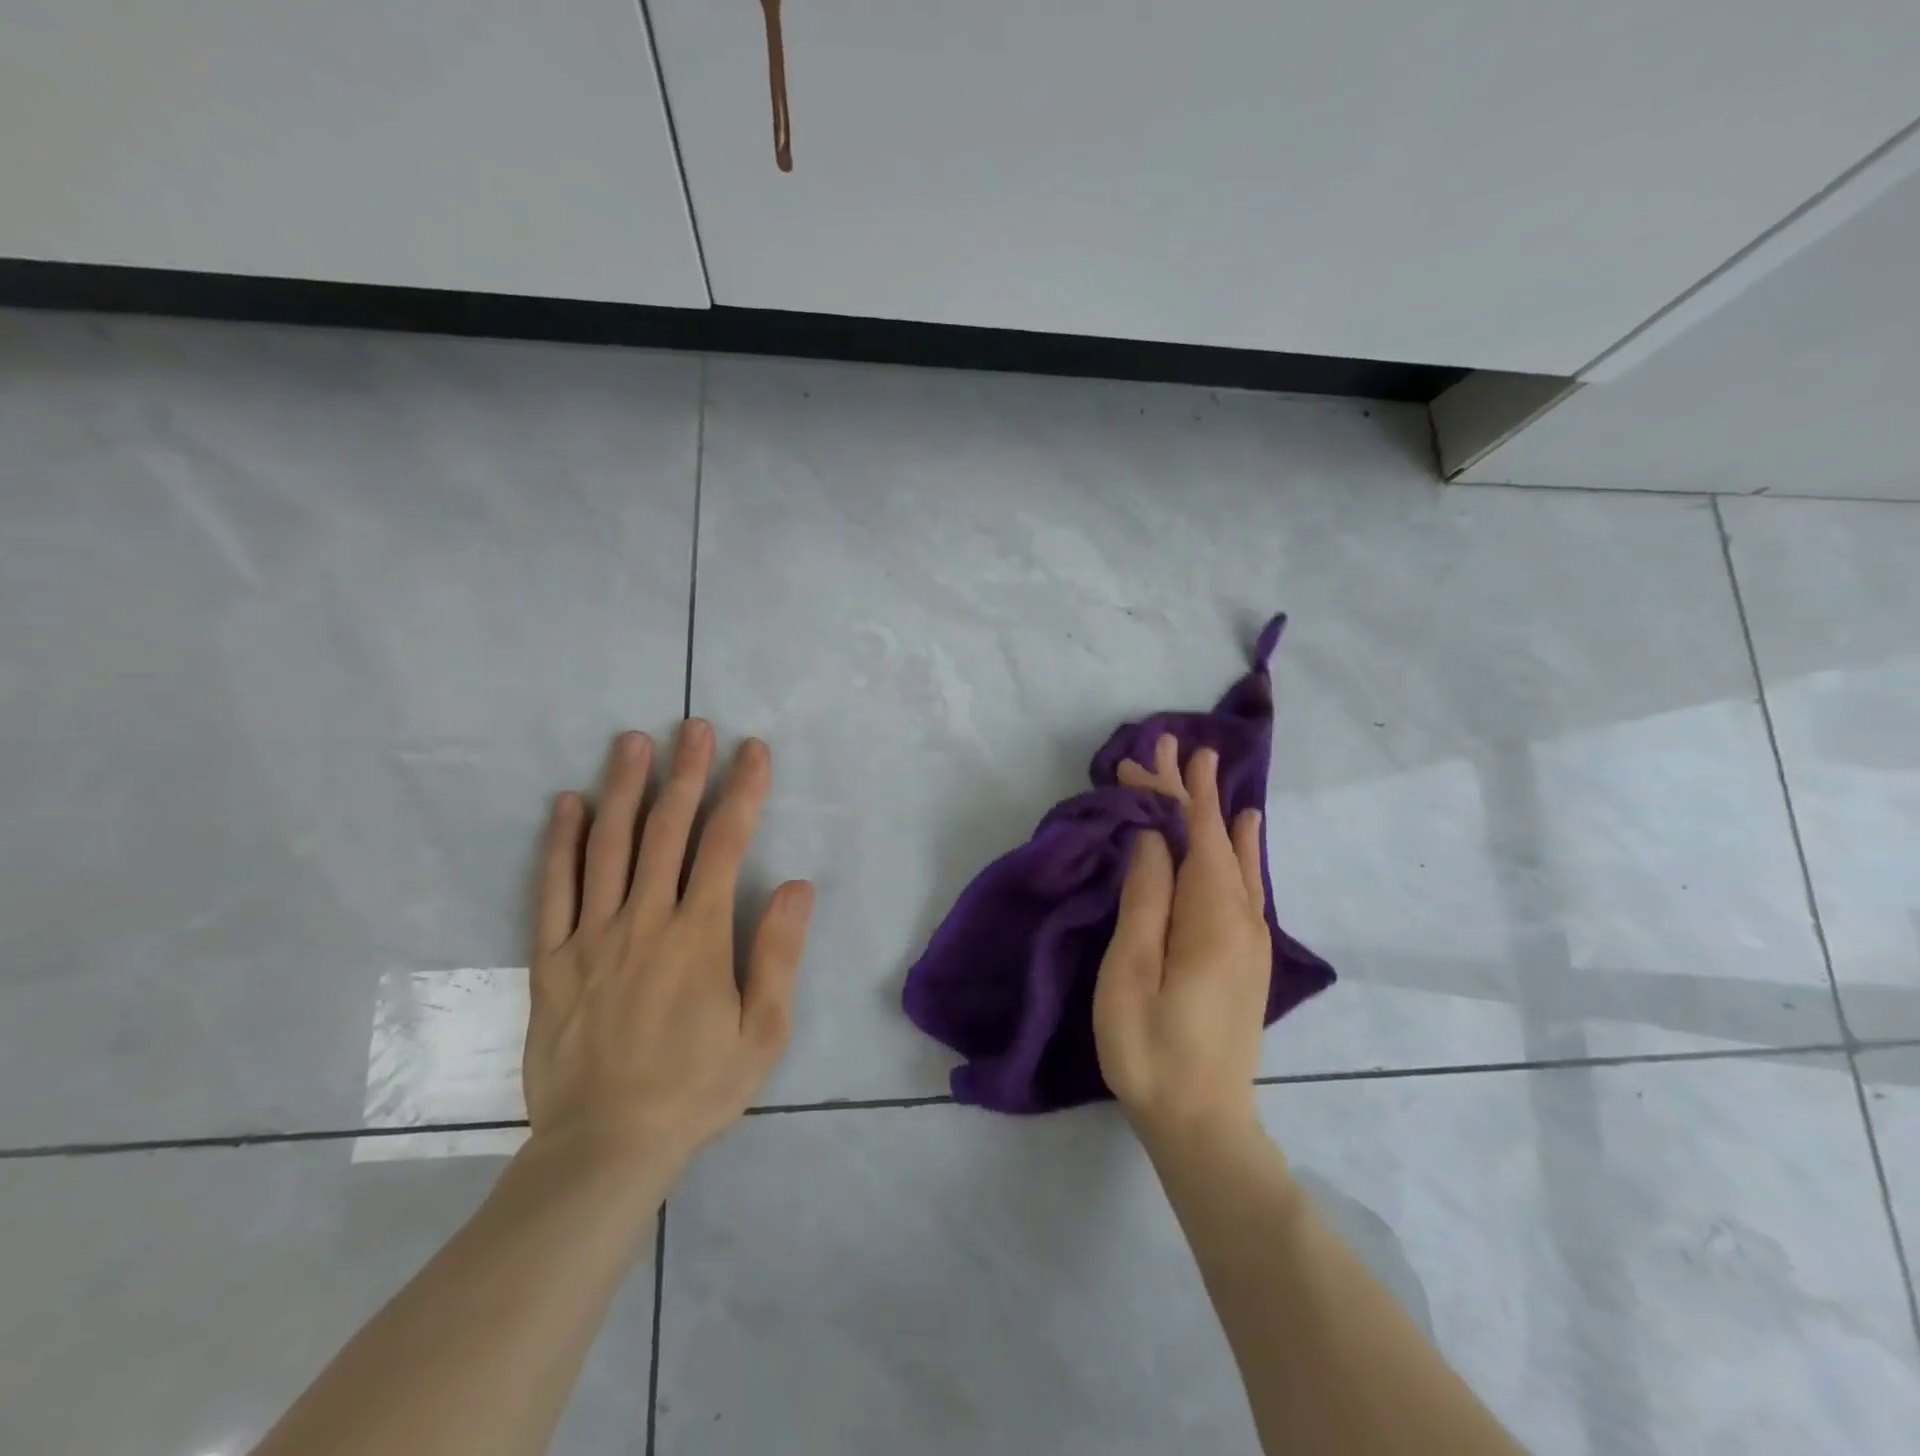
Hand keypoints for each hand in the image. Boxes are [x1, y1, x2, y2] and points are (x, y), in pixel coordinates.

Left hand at [523, 722, 814, 1176]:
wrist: (605, 1147)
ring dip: (623, 788)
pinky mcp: (552, 959)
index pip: (725, 844)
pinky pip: (554, 889)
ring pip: (608, 847)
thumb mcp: (763, 1031)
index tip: (752, 750)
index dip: (742, 791)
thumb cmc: (697, 1088)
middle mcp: (645, 921)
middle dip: (685, 772)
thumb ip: (778, 953)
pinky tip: (568, 805)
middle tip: (693, 726)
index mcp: (699, 935)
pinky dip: (561, 842)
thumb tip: (796, 885)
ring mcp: (592, 937)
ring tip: (632, 742)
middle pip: (666, 830)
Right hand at [1094, 733, 1270, 1145]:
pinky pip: (1245, 880)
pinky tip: (1246, 830)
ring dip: (1214, 811)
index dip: (1168, 793)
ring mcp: (1249, 937)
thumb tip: (1152, 838)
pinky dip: (1241, 846)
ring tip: (1207, 771)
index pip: (1191, 835)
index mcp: (1211, 917)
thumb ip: (1146, 899)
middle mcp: (1241, 917)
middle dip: (1192, 791)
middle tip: (1174, 743)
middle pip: (1216, 838)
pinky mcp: (1245, 955)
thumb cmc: (1150, 1049)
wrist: (1202, 1124)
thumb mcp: (1132, 973)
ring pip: (1233, 855)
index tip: (1141, 756)